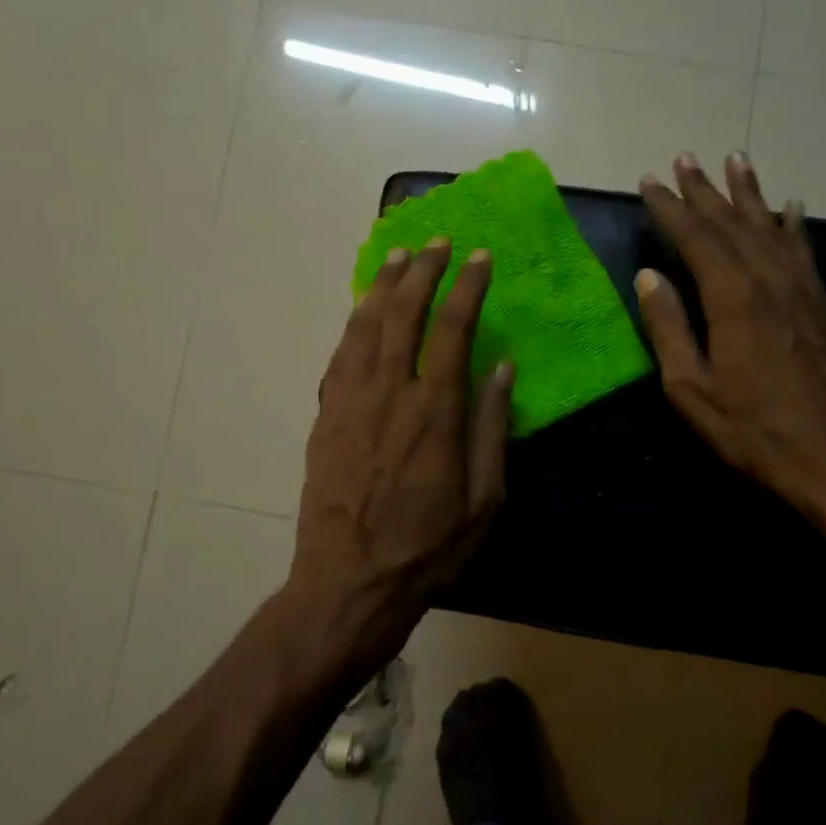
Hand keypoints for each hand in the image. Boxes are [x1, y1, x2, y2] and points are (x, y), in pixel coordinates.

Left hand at [287, 237, 513, 666]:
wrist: (348, 582)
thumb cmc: (427, 548)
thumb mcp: (483, 500)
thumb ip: (493, 428)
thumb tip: (501, 368)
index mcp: (436, 412)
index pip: (452, 328)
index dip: (467, 287)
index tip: (480, 258)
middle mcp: (390, 393)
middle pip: (404, 313)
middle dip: (422, 270)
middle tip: (436, 242)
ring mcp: (349, 401)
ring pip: (365, 326)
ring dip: (382, 285)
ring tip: (397, 255)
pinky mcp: (325, 416)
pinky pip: (339, 354)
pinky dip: (353, 323)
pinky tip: (361, 310)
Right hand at [635, 153, 825, 519]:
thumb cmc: (755, 431)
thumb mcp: (692, 390)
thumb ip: (669, 329)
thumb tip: (649, 277)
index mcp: (734, 300)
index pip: (696, 238)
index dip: (671, 208)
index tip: (650, 181)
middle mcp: (770, 281)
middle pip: (732, 223)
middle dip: (705, 190)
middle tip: (684, 158)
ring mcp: (802, 290)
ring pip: (770, 227)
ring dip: (748, 193)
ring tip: (734, 160)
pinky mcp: (823, 305)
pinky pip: (803, 250)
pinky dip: (792, 224)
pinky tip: (790, 207)